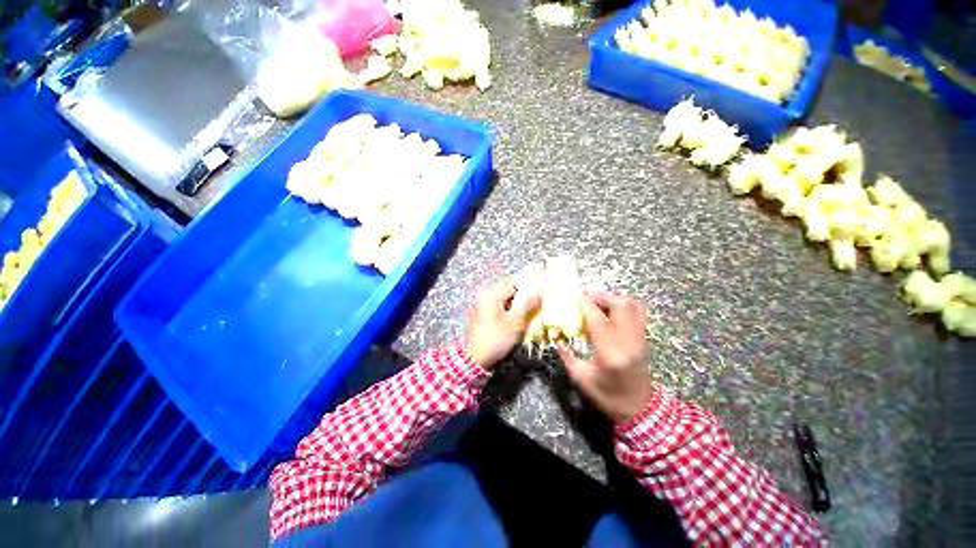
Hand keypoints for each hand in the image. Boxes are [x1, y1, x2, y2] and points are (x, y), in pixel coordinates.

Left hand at [466, 280, 541, 369]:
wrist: (475, 359)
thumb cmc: (496, 338)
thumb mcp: (516, 321)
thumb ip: (528, 304)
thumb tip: (539, 290)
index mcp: (491, 294)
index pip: (514, 285)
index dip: (528, 291)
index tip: (538, 299)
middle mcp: (484, 297)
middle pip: (508, 294)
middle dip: (522, 301)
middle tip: (533, 311)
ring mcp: (481, 308)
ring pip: (504, 304)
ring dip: (515, 309)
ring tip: (525, 320)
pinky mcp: (480, 319)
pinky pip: (497, 312)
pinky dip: (507, 316)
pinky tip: (513, 326)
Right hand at [556, 292, 653, 424]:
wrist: (640, 410)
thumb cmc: (608, 397)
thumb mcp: (581, 379)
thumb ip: (568, 356)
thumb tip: (558, 338)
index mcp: (611, 354)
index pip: (599, 320)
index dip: (586, 304)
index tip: (576, 295)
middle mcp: (629, 343)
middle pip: (621, 306)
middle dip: (602, 296)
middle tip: (586, 297)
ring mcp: (641, 340)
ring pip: (633, 306)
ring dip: (614, 299)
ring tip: (598, 302)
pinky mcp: (645, 340)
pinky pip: (639, 313)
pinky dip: (625, 305)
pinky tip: (612, 311)